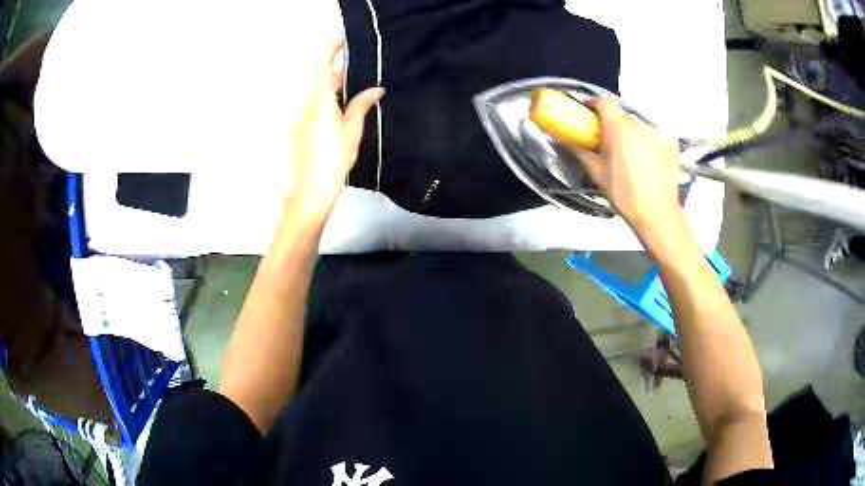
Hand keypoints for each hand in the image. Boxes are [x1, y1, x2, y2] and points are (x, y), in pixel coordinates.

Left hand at [289, 38, 383, 215]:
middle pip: (320, 81)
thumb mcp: (352, 130)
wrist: (311, 189)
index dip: (331, 49)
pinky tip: (341, 116)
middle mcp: (306, 105)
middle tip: (358, 75)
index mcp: (320, 101)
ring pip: (317, 95)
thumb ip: (361, 105)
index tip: (342, 39)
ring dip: (333, 90)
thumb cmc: (334, 158)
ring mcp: (300, 118)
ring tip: (353, 96)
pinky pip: (314, 109)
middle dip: (337, 73)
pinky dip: (327, 104)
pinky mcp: (300, 131)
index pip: (322, 66)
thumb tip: (376, 88)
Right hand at [570, 97, 681, 233]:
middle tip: (609, 143)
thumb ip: (579, 150)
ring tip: (631, 157)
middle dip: (614, 125)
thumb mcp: (596, 172)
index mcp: (618, 127)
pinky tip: (649, 163)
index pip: (604, 100)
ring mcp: (657, 133)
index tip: (589, 113)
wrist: (657, 213)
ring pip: (639, 127)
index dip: (595, 104)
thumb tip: (563, 138)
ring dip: (632, 136)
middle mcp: (639, 123)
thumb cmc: (623, 193)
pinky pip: (655, 138)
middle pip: (622, 115)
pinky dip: (650, 145)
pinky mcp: (671, 145)